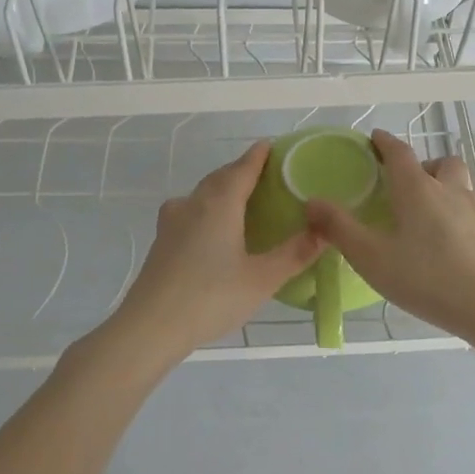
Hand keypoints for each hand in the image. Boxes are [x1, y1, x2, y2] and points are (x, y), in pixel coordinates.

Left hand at [111, 141, 323, 356]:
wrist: (150, 327)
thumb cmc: (211, 298)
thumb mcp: (262, 279)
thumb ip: (294, 254)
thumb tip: (324, 231)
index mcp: (219, 204)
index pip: (242, 169)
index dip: (258, 156)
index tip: (270, 145)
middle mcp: (193, 204)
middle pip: (220, 178)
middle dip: (241, 172)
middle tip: (264, 175)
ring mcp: (172, 222)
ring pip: (201, 195)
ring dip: (221, 190)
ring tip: (241, 201)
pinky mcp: (161, 242)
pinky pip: (190, 212)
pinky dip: (207, 210)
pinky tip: (213, 230)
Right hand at [304, 129, 474, 342]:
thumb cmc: (426, 277)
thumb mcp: (371, 256)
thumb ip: (340, 228)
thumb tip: (312, 202)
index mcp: (417, 188)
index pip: (399, 152)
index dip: (384, 142)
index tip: (374, 139)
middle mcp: (449, 190)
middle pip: (439, 162)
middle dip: (421, 165)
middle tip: (403, 185)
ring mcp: (474, 211)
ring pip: (459, 183)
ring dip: (442, 185)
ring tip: (424, 210)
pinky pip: (469, 209)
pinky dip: (455, 212)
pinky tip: (445, 239)